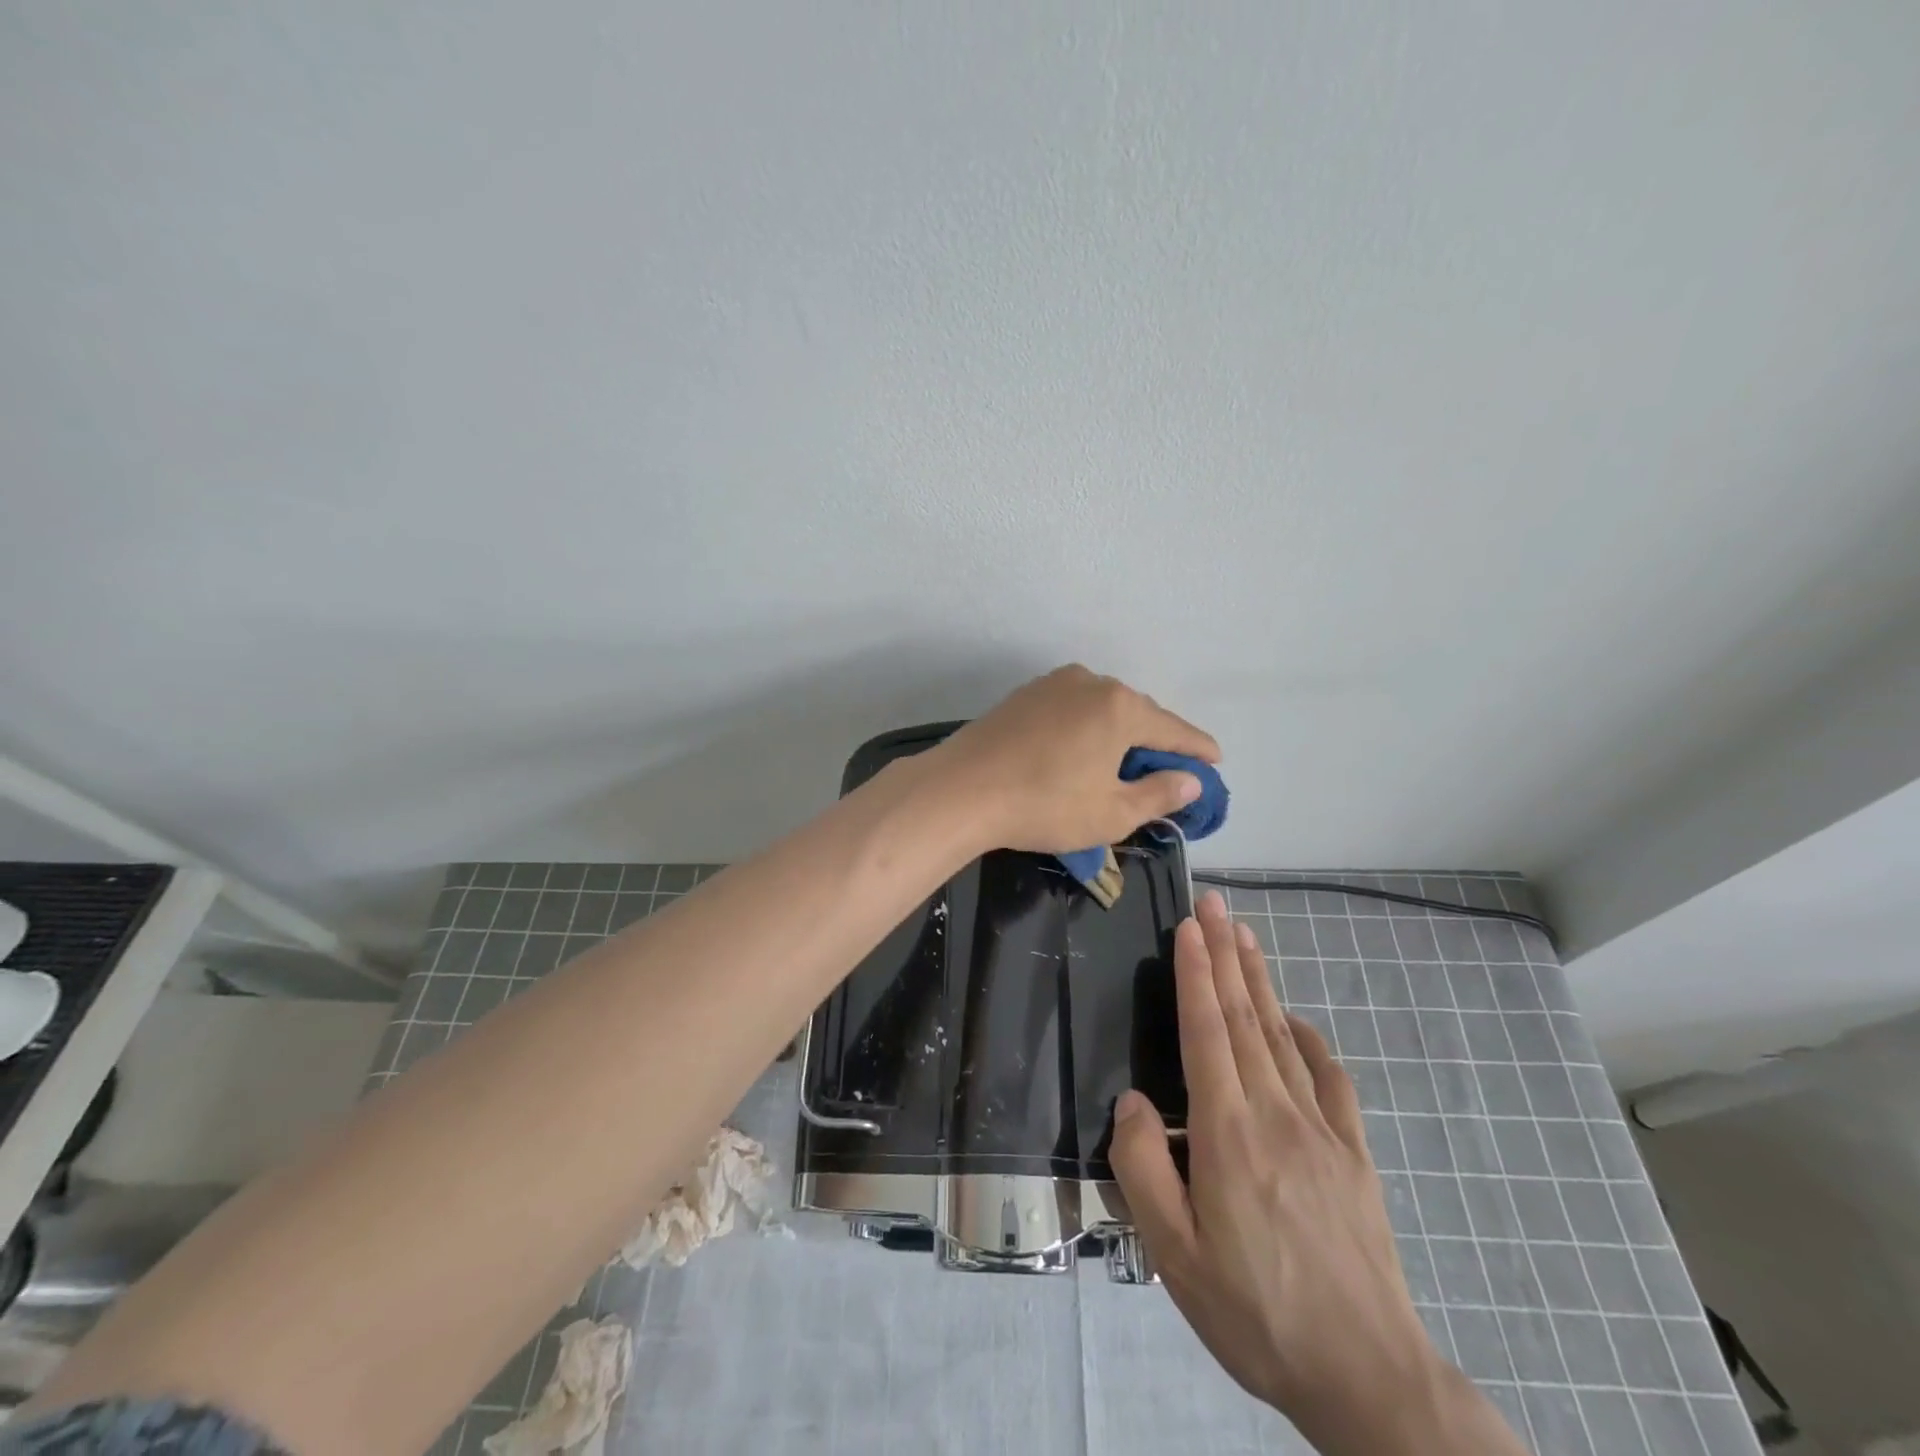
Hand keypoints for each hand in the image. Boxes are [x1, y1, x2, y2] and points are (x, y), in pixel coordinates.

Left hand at [927, 665, 1218, 854]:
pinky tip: (1082, 750)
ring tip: (1125, 762)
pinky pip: (1072, 709)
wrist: (961, 790)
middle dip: (1156, 741)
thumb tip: (1189, 780)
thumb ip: (1158, 794)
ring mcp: (1052, 684)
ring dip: (1119, 733)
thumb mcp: (1111, 813)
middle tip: (1169, 770)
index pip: (1173, 730)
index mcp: (1120, 707)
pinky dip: (1087, 728)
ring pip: (1102, 708)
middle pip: (1138, 713)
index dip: (1197, 748)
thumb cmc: (1044, 805)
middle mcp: (1090, 683)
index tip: (1216, 760)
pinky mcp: (1024, 695)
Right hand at [1110, 892, 1527, 1455]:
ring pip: (1281, 1034)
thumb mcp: (1175, 1256)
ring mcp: (1322, 1129)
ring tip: (1244, 935)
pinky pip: (1327, 1076)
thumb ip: (1144, 1169)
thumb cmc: (1256, 1313)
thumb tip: (1134, 1102)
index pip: (1207, 1032)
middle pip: (1244, 1017)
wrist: (1368, 1376)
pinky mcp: (1353, 1152)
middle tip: (1214, 904)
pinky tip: (1294, 1018)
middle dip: (1226, 954)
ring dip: (1259, 980)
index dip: (1196, 973)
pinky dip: (1306, 1036)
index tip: (1189, 926)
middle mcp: (1276, 1113)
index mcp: (1229, 1133)